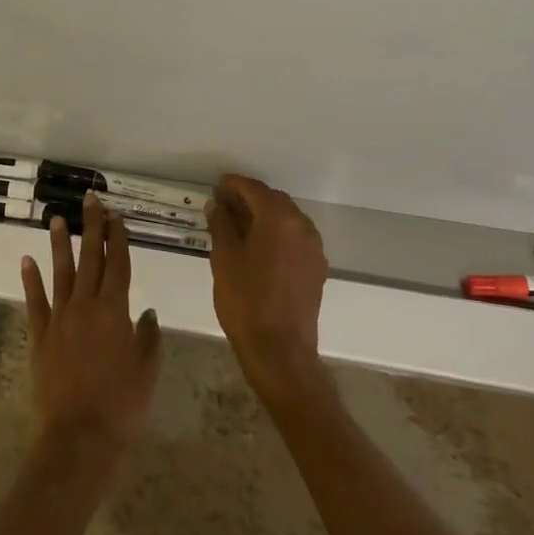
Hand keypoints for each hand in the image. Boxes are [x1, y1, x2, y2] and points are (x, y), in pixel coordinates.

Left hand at [21, 194, 162, 473]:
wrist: (79, 436)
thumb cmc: (122, 405)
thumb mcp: (147, 371)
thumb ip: (148, 337)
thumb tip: (146, 312)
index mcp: (114, 311)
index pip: (118, 265)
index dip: (118, 238)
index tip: (115, 215)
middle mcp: (85, 306)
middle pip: (90, 259)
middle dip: (91, 228)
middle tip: (89, 200)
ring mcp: (60, 319)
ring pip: (60, 273)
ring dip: (60, 245)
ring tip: (56, 219)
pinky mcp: (41, 336)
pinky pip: (35, 302)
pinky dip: (31, 280)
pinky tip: (27, 260)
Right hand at [206, 174, 330, 403]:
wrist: (280, 350)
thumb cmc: (245, 300)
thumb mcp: (224, 258)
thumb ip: (221, 225)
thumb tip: (217, 205)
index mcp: (278, 218)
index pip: (254, 189)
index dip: (233, 184)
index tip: (216, 186)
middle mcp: (301, 225)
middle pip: (274, 200)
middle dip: (249, 198)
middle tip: (224, 205)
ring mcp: (313, 247)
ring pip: (287, 219)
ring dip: (264, 216)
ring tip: (239, 226)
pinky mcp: (316, 267)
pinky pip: (295, 238)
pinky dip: (277, 234)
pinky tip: (259, 247)